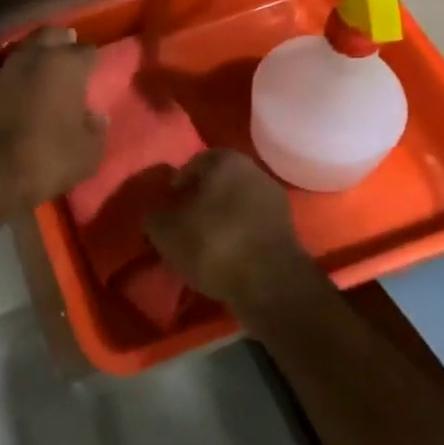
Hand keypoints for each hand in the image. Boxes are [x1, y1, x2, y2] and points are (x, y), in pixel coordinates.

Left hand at [0, 29, 104, 210]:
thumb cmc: (47, 157)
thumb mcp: (87, 153)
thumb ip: (96, 130)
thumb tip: (96, 117)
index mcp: (66, 65)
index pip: (87, 51)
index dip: (93, 61)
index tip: (96, 71)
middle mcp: (36, 57)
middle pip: (52, 36)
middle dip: (62, 42)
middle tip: (71, 53)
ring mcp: (7, 69)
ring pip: (27, 50)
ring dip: (38, 57)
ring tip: (49, 73)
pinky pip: (11, 72)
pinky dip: (21, 76)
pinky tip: (27, 90)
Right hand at [147, 151, 312, 310]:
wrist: (270, 284)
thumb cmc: (213, 243)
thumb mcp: (166, 231)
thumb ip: (154, 215)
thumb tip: (155, 212)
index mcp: (225, 160)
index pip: (193, 164)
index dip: (177, 186)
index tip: (169, 209)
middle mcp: (254, 171)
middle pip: (218, 183)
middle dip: (201, 201)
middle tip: (184, 225)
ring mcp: (275, 200)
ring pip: (238, 204)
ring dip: (222, 219)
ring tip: (204, 245)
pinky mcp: (288, 229)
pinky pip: (253, 225)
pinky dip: (239, 236)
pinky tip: (228, 256)